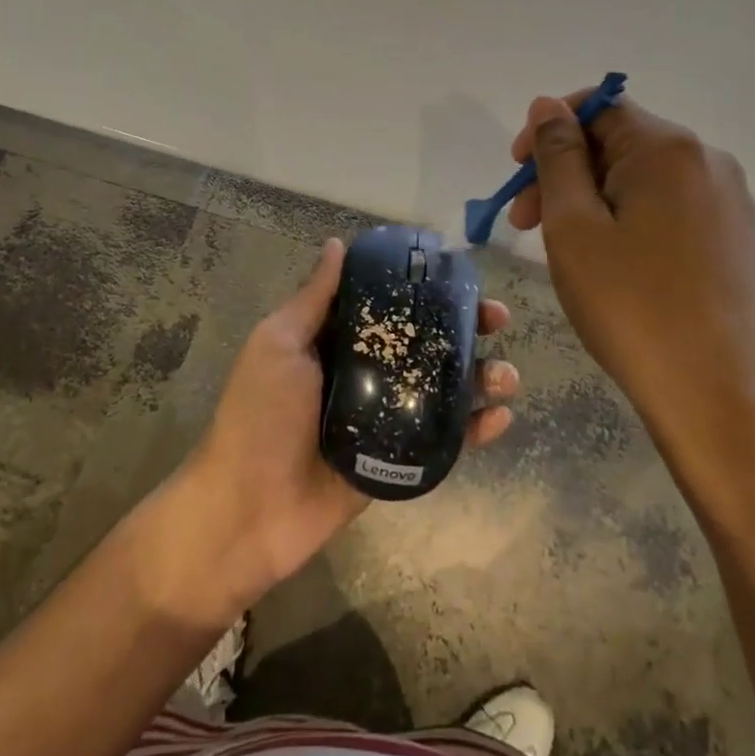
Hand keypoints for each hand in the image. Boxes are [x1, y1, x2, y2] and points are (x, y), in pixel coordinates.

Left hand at [187, 239, 518, 609]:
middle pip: (425, 343)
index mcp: (337, 341)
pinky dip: (475, 430)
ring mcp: (385, 418)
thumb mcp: (279, 345)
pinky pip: (443, 440)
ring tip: (506, 375)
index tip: (460, 276)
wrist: (248, 511)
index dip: (426, 289)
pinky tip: (501, 418)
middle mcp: (365, 373)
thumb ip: (314, 298)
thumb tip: (337, 244)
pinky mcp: (397, 461)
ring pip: (442, 390)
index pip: (390, 306)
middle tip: (496, 320)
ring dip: (480, 378)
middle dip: (464, 329)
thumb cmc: (259, 416)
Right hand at [507, 95, 754, 478]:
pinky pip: (663, 201)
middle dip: (564, 170)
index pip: (599, 107)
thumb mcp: (573, 225)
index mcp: (669, 149)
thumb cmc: (628, 304)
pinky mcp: (728, 232)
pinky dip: (622, 213)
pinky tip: (601, 254)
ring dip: (588, 195)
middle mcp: (706, 159)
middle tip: (523, 221)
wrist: (709, 392)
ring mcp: (724, 198)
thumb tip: (547, 104)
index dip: (549, 129)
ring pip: (638, 174)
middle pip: (618, 141)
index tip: (516, 171)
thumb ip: (558, 155)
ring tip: (557, 243)